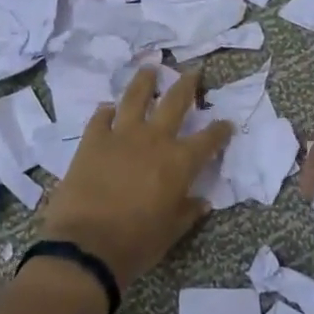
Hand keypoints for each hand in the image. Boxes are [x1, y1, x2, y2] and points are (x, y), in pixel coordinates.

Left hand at [38, 66, 231, 292]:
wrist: (86, 245)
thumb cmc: (136, 243)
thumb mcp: (171, 232)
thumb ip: (187, 212)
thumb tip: (201, 201)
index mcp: (179, 162)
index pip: (208, 139)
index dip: (220, 130)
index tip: (226, 123)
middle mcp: (154, 139)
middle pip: (175, 102)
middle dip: (187, 85)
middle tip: (193, 72)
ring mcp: (121, 135)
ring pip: (136, 97)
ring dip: (145, 81)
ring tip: (150, 68)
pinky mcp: (92, 140)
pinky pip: (101, 117)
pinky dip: (107, 111)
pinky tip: (109, 108)